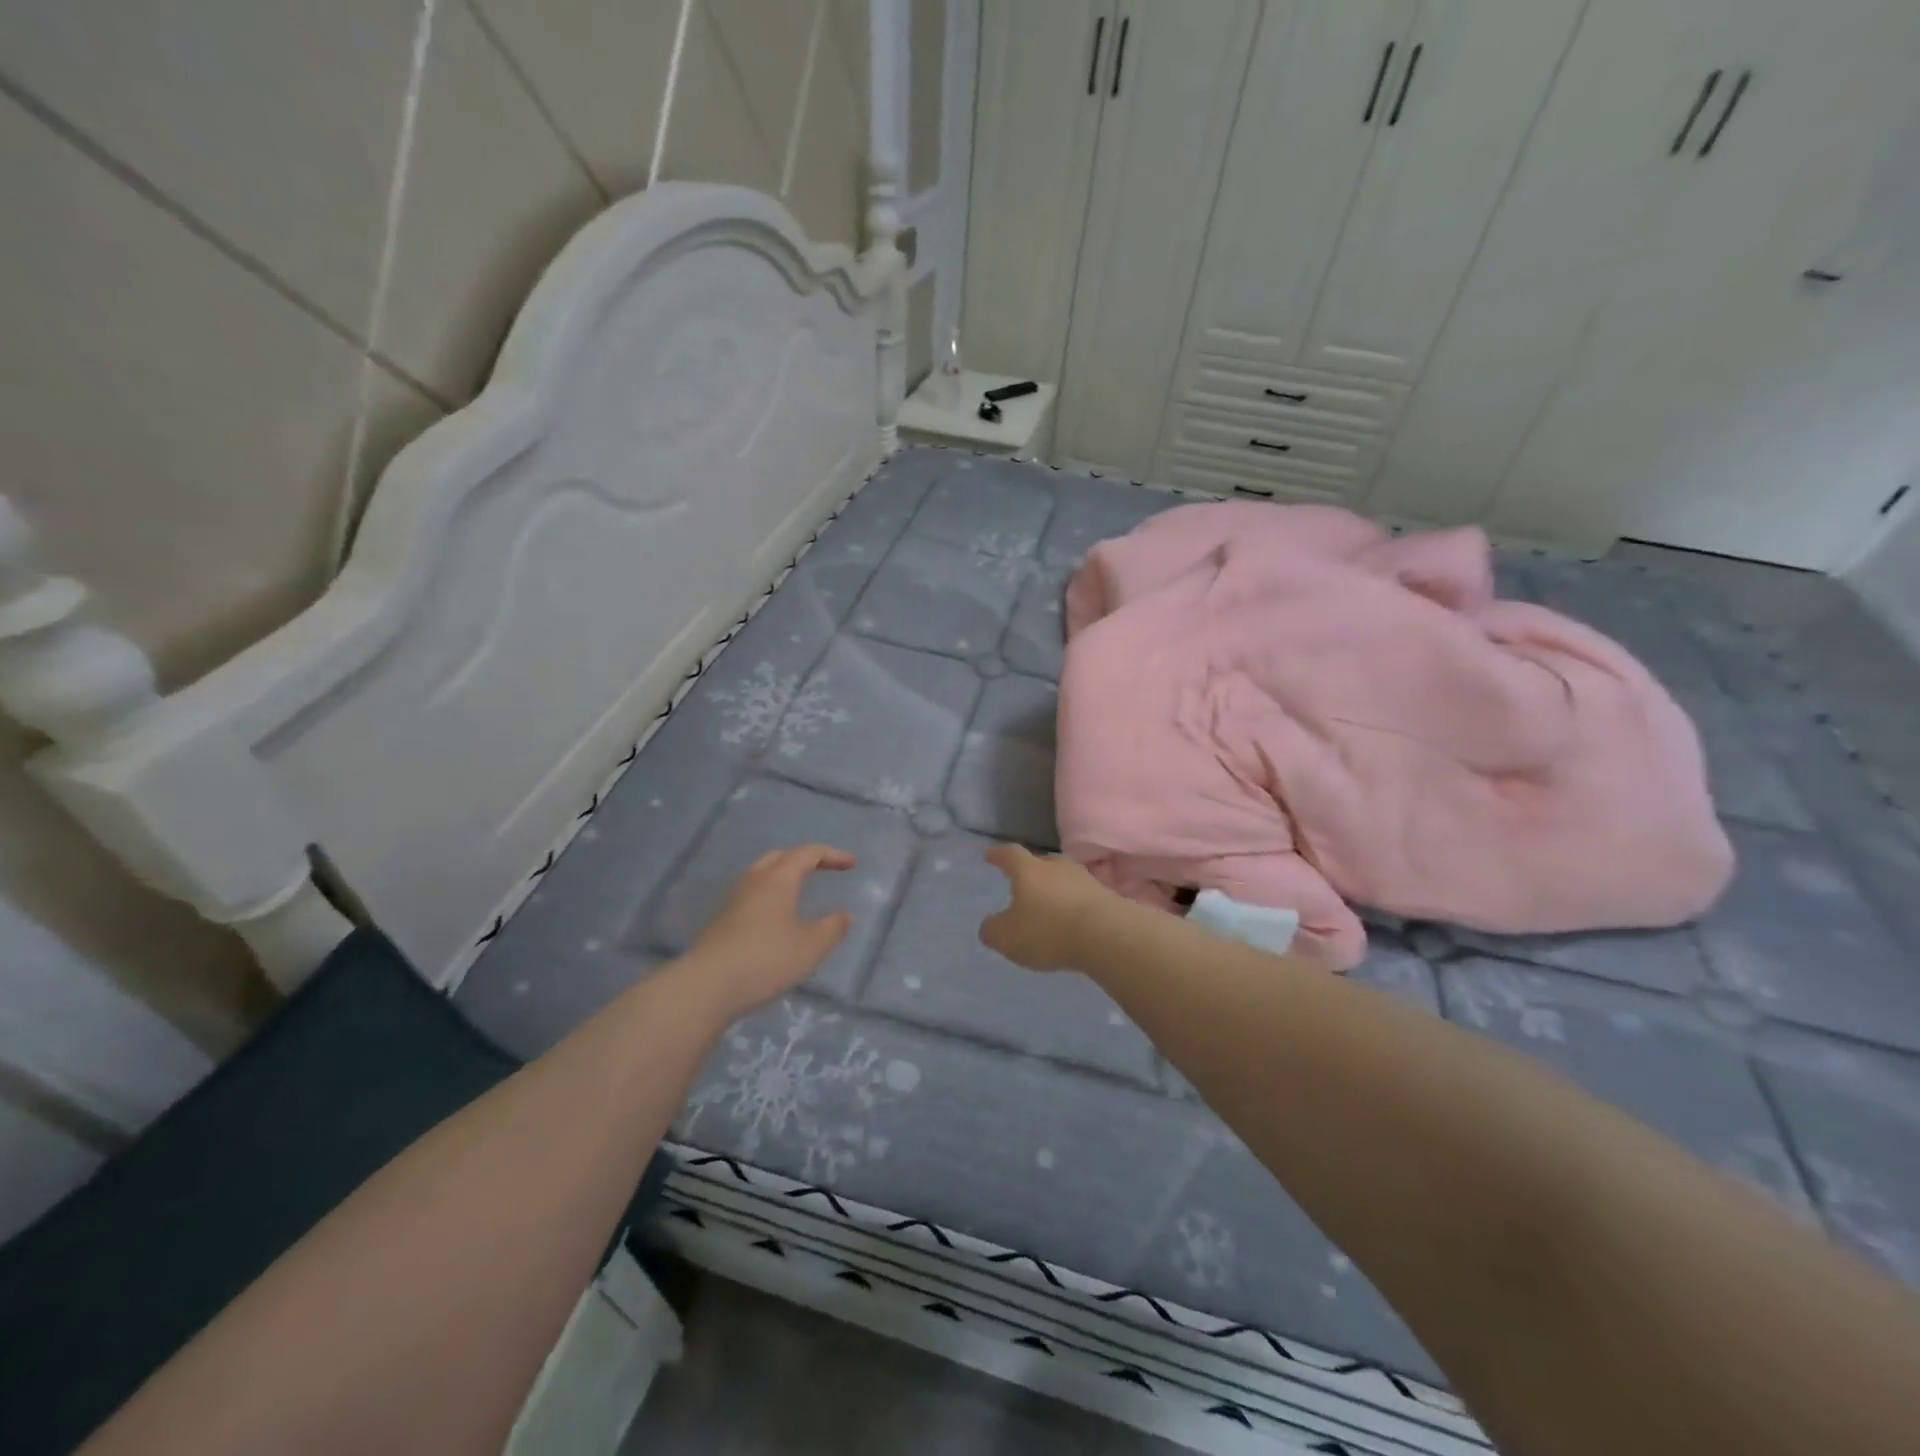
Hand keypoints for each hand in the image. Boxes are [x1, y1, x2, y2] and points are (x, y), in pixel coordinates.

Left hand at [684, 845, 855, 1013]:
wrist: (707, 986)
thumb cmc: (766, 959)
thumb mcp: (810, 947)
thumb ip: (831, 929)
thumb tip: (843, 916)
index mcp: (778, 879)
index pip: (808, 854)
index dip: (832, 855)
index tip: (851, 864)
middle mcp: (754, 882)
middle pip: (780, 857)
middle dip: (804, 859)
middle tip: (823, 869)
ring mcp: (733, 901)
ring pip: (761, 875)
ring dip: (783, 877)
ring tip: (799, 892)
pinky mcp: (721, 922)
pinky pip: (751, 896)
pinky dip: (769, 897)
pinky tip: (775, 919)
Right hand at [978, 843, 1117, 971]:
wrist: (1108, 935)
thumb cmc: (1048, 931)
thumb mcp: (1008, 938)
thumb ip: (993, 930)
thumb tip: (990, 926)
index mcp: (1029, 870)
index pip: (1010, 855)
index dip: (998, 855)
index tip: (990, 856)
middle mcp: (1057, 867)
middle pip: (1041, 863)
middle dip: (1030, 872)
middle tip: (1022, 884)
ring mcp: (1085, 879)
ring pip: (1064, 879)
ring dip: (1055, 890)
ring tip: (1048, 905)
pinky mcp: (1107, 897)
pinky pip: (1082, 897)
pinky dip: (1074, 906)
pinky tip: (1072, 921)